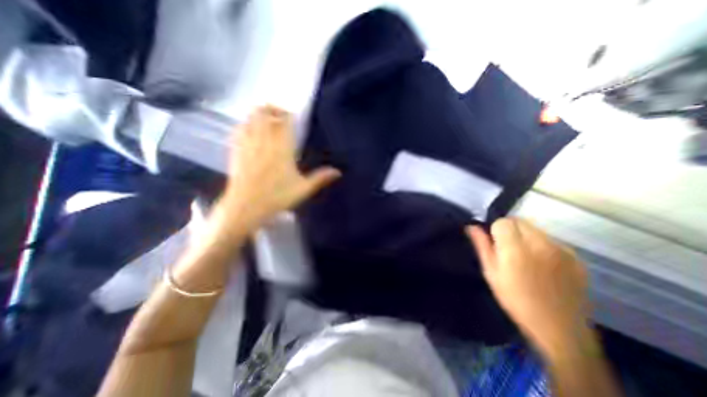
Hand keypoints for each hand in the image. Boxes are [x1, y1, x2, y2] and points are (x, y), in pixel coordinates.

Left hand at [218, 107, 339, 232]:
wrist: (245, 206)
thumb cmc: (277, 196)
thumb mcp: (303, 189)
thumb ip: (320, 178)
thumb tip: (338, 172)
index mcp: (282, 147)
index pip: (284, 120)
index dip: (289, 114)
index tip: (294, 117)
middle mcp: (264, 140)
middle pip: (265, 113)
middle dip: (273, 109)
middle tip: (281, 116)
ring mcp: (247, 143)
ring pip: (251, 117)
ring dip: (260, 114)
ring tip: (268, 120)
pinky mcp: (236, 149)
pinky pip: (239, 128)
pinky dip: (247, 123)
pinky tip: (251, 130)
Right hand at [468, 219, 591, 358]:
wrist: (559, 327)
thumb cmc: (515, 299)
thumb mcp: (491, 273)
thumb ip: (482, 246)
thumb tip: (471, 226)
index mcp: (515, 249)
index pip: (502, 222)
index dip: (495, 230)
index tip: (495, 244)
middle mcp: (539, 243)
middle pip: (519, 221)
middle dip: (510, 229)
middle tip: (508, 249)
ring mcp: (561, 249)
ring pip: (535, 229)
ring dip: (525, 236)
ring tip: (525, 257)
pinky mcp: (575, 257)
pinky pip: (551, 240)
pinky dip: (542, 245)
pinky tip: (543, 264)